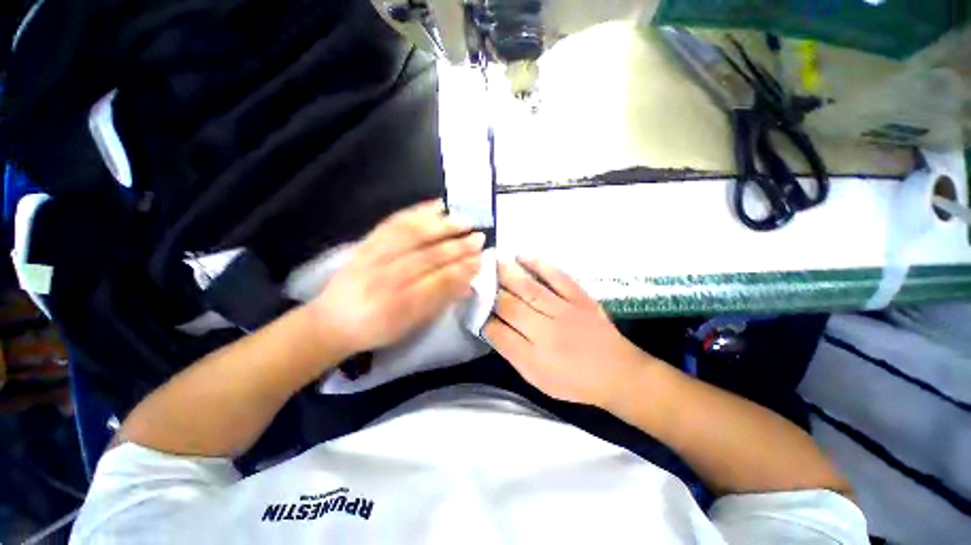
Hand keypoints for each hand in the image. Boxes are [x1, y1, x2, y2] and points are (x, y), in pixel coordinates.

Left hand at [308, 200, 484, 355]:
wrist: (333, 320)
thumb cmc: (378, 328)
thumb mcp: (412, 325)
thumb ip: (441, 303)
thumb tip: (468, 285)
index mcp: (401, 307)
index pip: (440, 282)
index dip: (463, 269)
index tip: (481, 259)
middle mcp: (387, 280)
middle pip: (429, 257)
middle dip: (459, 246)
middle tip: (480, 237)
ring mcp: (374, 257)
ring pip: (413, 235)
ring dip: (443, 225)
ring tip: (464, 218)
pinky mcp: (366, 243)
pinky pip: (394, 223)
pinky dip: (417, 211)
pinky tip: (436, 206)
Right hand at [484, 258, 654, 407]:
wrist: (618, 373)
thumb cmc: (575, 382)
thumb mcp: (539, 379)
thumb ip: (514, 354)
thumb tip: (493, 328)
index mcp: (534, 357)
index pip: (498, 332)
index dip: (482, 317)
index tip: (473, 303)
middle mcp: (546, 332)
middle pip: (510, 307)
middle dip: (490, 292)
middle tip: (477, 276)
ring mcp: (565, 311)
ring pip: (530, 289)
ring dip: (508, 274)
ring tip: (492, 261)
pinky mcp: (580, 298)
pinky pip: (558, 278)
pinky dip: (540, 264)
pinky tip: (524, 256)